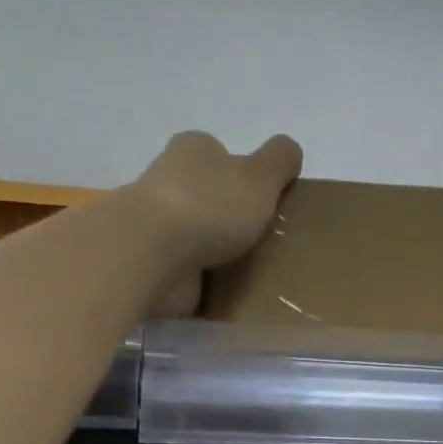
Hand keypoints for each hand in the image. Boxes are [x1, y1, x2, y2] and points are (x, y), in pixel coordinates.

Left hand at [127, 131, 302, 316]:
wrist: (153, 253)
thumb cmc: (210, 206)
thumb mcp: (260, 175)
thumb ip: (280, 160)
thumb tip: (290, 151)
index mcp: (194, 150)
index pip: (221, 155)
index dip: (244, 177)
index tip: (266, 204)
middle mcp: (170, 181)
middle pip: (208, 196)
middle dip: (231, 217)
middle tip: (264, 242)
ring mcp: (157, 225)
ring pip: (195, 235)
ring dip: (217, 252)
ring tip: (251, 272)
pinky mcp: (153, 263)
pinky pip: (186, 271)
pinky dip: (202, 280)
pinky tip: (225, 293)